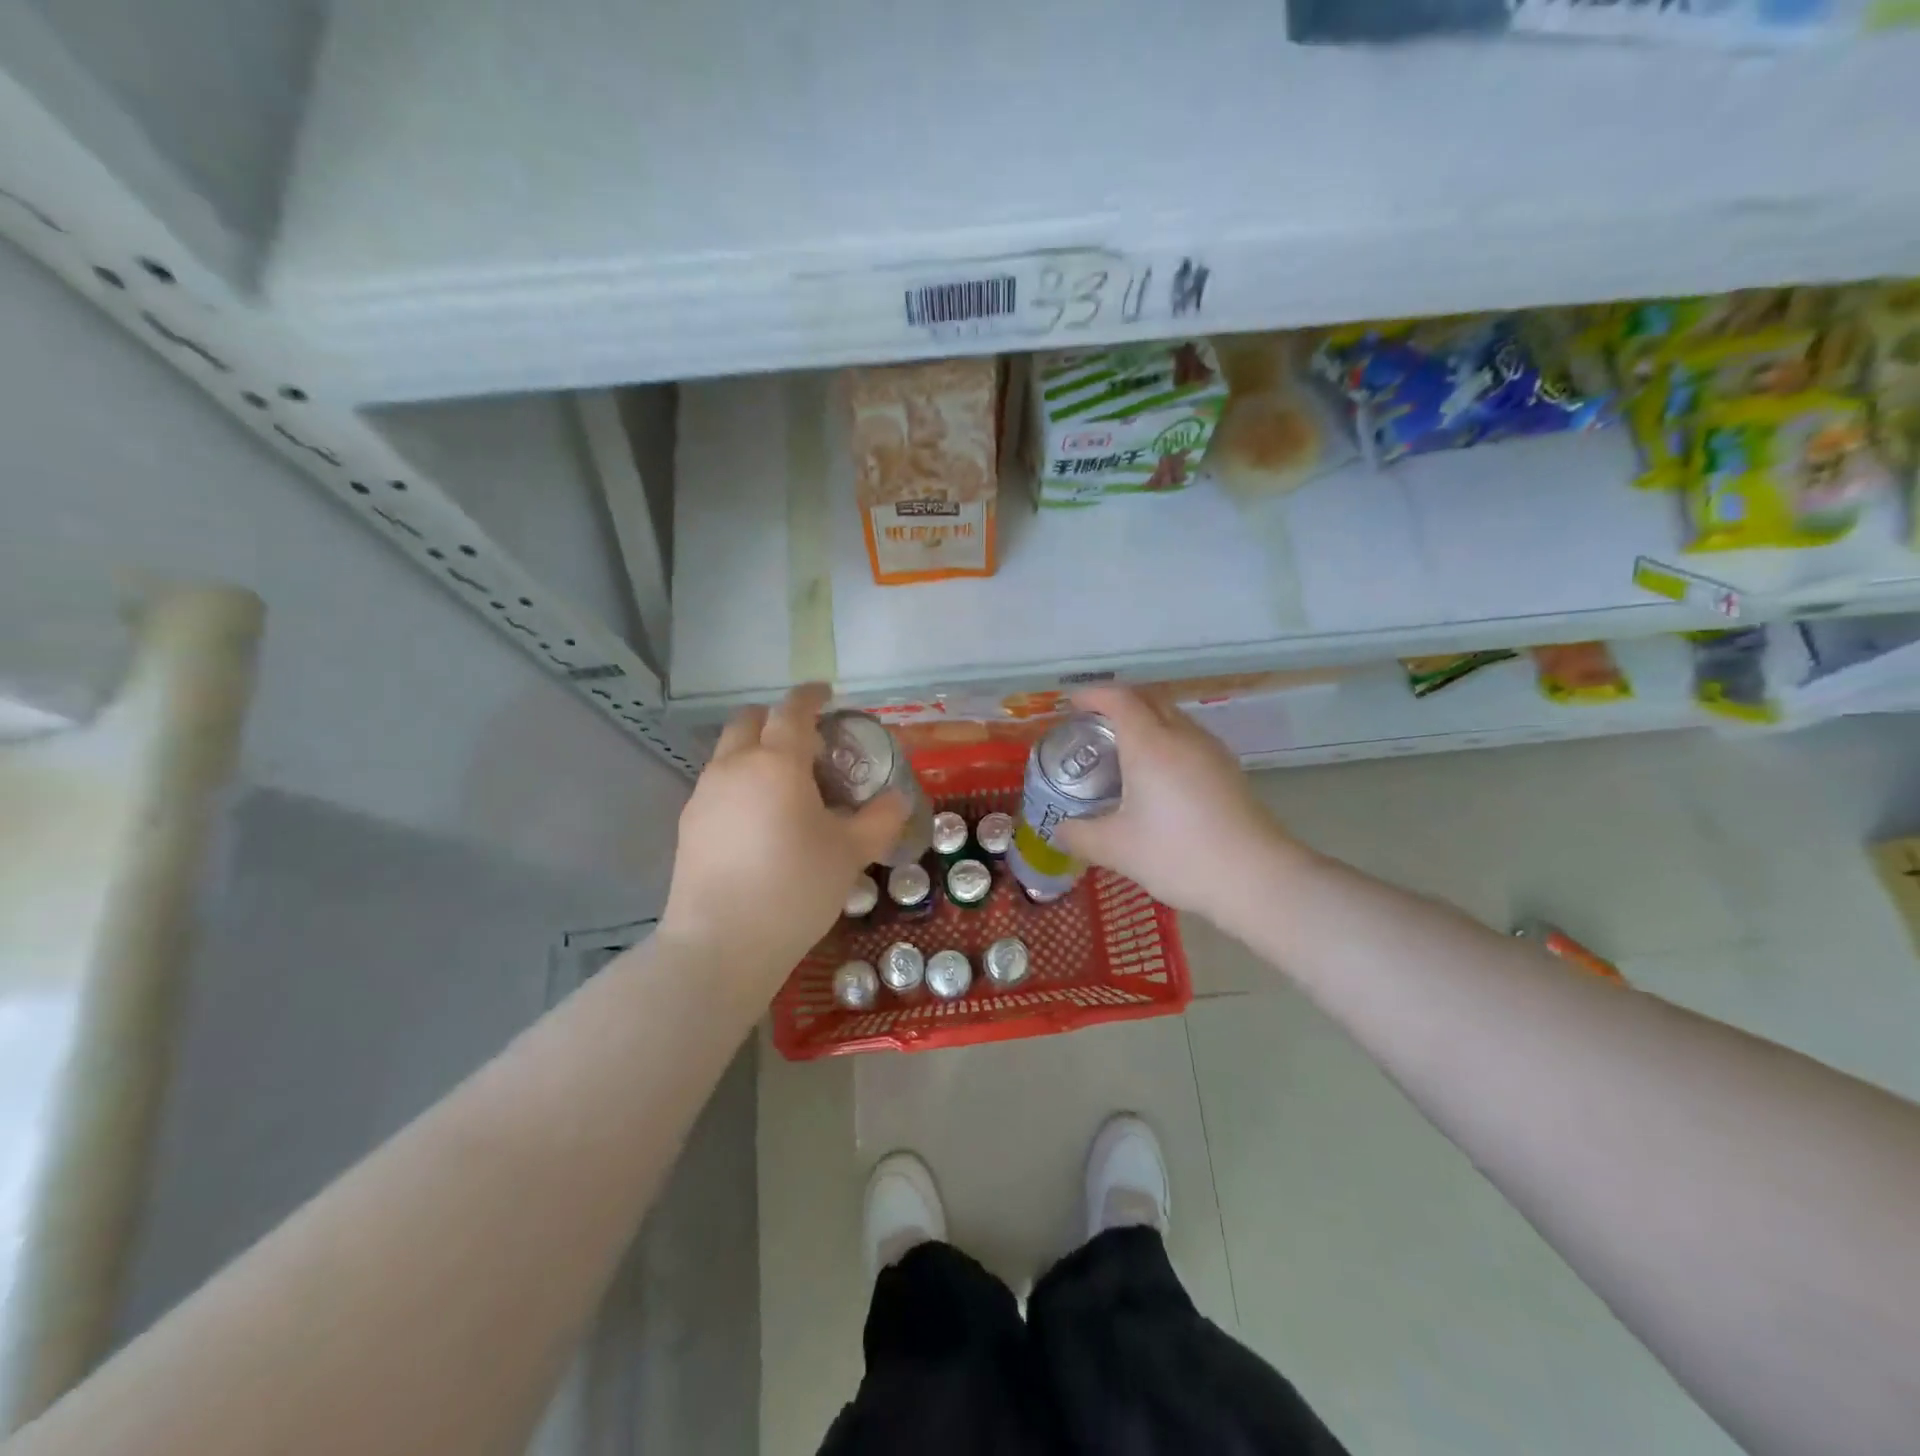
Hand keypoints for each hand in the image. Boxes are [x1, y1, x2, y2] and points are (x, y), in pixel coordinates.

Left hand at [660, 685, 908, 985]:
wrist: (721, 943)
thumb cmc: (795, 887)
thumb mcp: (851, 853)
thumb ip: (879, 819)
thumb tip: (897, 800)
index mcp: (776, 762)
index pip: (792, 710)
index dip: (811, 695)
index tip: (827, 694)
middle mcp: (734, 766)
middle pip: (750, 720)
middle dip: (778, 719)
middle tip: (809, 743)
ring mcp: (704, 795)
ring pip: (729, 752)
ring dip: (757, 751)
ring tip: (787, 786)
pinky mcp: (689, 825)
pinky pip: (718, 785)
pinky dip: (741, 782)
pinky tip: (760, 820)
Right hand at [1055, 686, 1301, 922]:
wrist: (1256, 878)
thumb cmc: (1178, 855)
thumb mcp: (1117, 849)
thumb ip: (1080, 835)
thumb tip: (1059, 829)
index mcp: (1150, 744)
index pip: (1119, 699)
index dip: (1093, 696)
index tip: (1072, 706)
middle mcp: (1182, 736)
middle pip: (1149, 699)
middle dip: (1118, 702)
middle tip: (1093, 725)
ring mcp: (1211, 751)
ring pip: (1173, 717)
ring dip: (1145, 719)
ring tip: (1123, 748)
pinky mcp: (1228, 770)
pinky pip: (1189, 738)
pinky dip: (1165, 739)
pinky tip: (1158, 774)